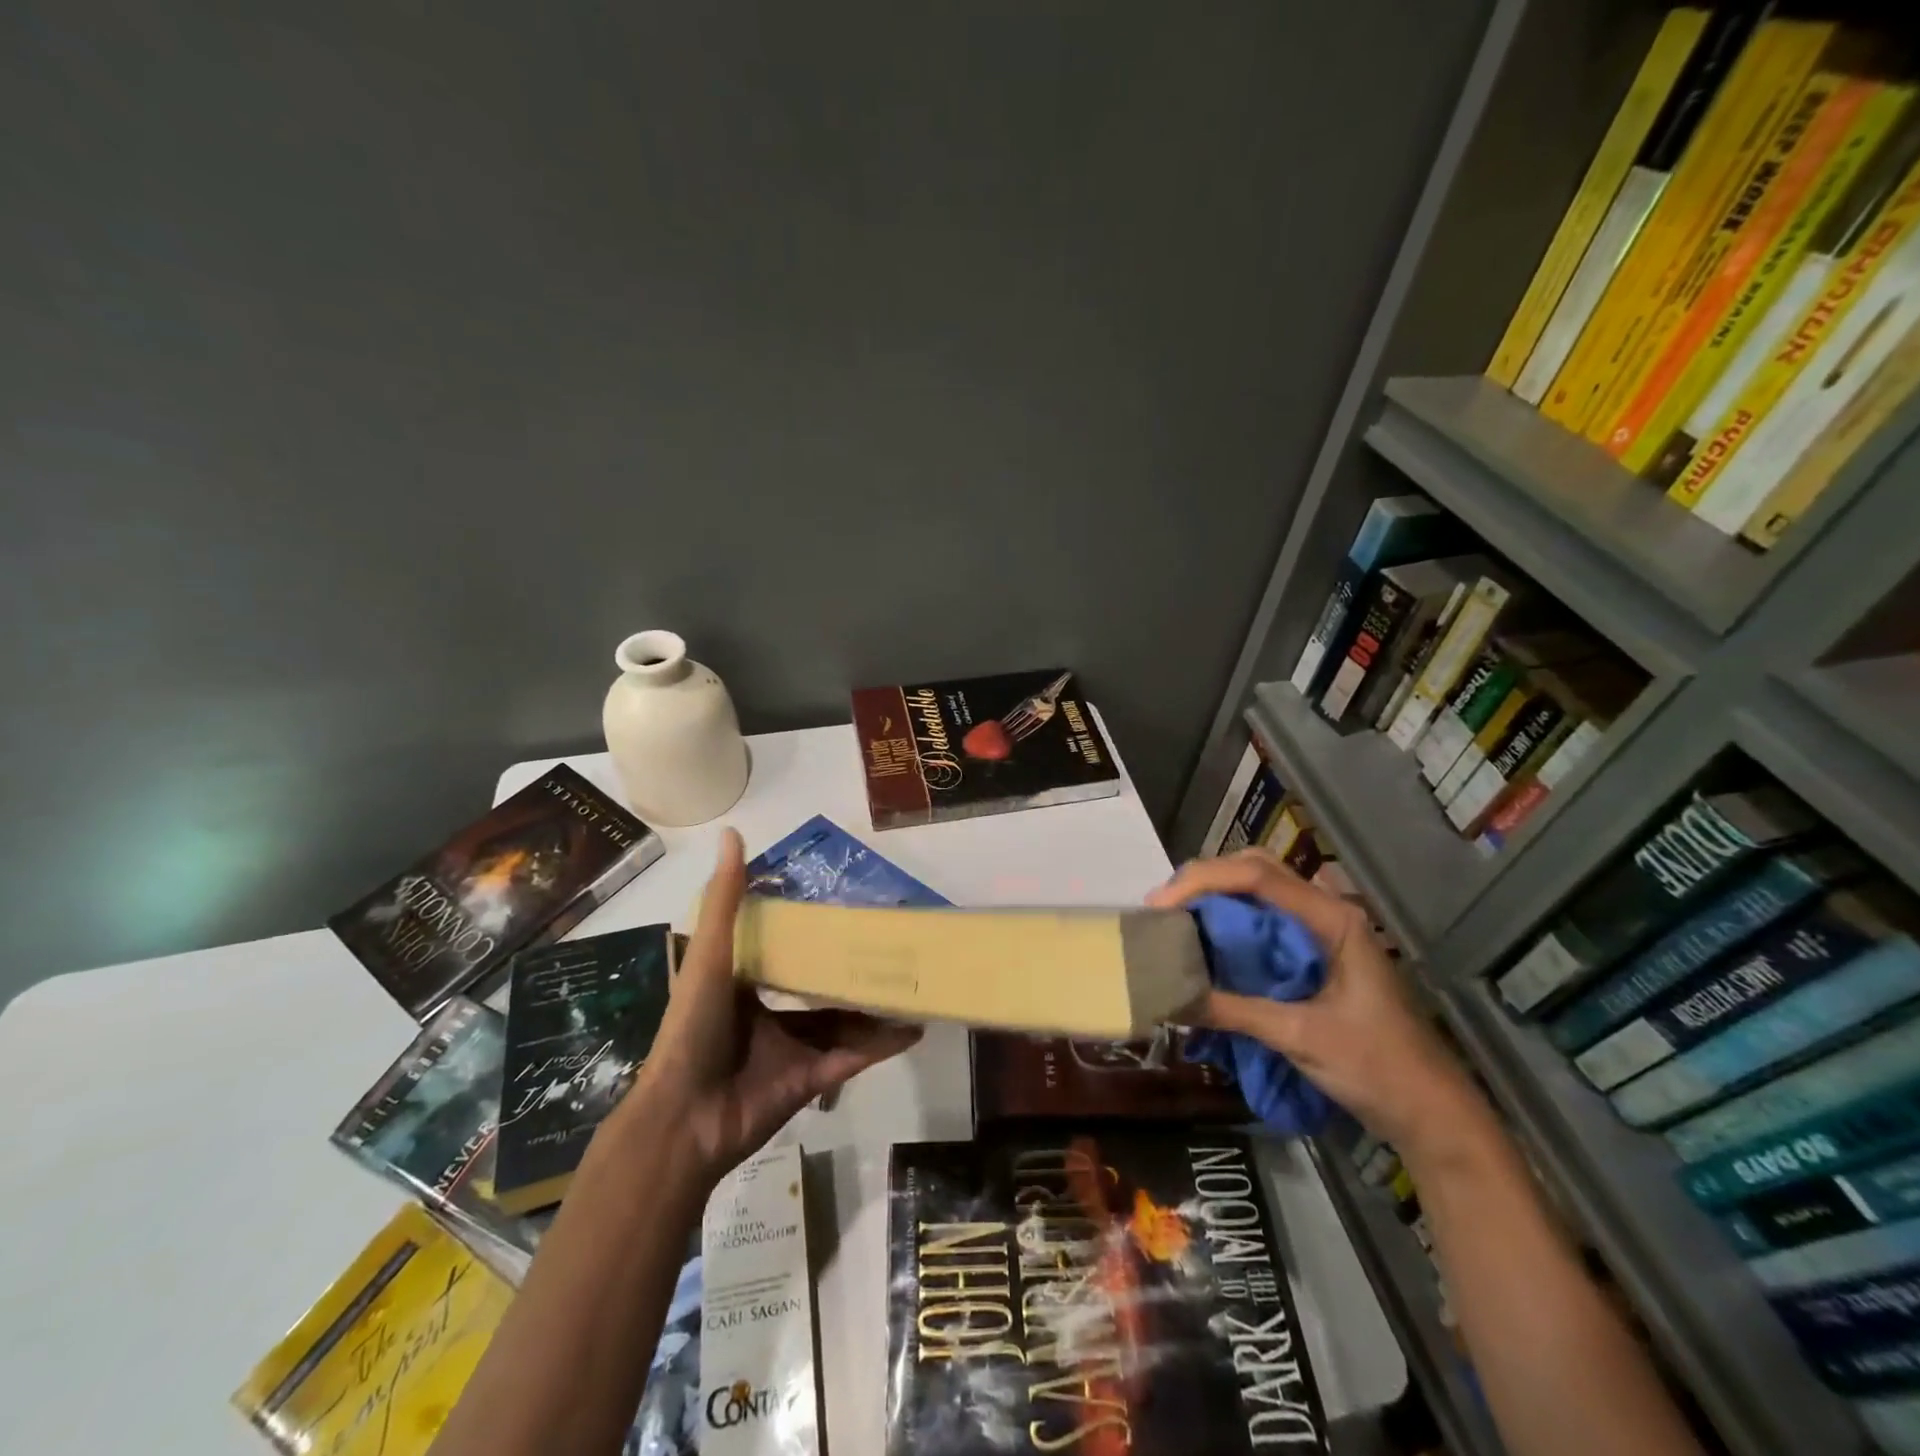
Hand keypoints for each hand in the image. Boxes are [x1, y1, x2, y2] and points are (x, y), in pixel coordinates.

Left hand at [624, 829, 921, 1191]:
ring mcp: (793, 1049)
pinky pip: (854, 1057)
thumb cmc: (692, 1027)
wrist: (685, 1117)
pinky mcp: (812, 1080)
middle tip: (893, 943)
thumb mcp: (710, 956)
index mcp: (746, 984)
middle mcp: (771, 1014)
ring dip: (877, 1006)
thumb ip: (725, 900)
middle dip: (855, 968)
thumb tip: (732, 833)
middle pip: (823, 986)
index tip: (848, 905)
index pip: (787, 950)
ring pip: (845, 1022)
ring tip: (914, 981)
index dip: (815, 929)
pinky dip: (883, 1044)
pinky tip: (914, 1028)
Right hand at [1147, 848, 1480, 1155]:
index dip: (1202, 881)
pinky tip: (1207, 942)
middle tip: (1163, 907)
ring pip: (1259, 891)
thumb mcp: (1302, 1037)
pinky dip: (1230, 923)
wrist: (1434, 1115)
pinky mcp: (1315, 955)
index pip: (1256, 876)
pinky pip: (1264, 921)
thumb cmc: (1379, 1069)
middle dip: (1205, 879)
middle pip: (1256, 869)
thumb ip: (1235, 1010)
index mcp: (1332, 919)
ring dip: (1215, 897)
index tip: (1159, 905)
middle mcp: (1326, 913)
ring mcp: (1323, 932)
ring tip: (1175, 919)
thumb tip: (1169, 996)